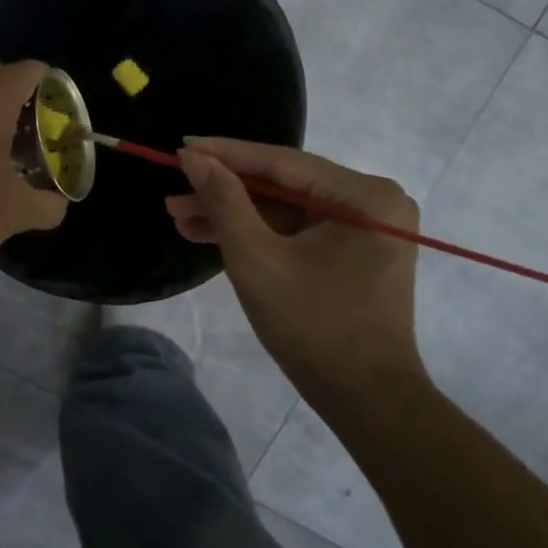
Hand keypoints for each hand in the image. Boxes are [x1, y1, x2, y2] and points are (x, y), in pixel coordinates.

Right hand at [167, 137, 431, 415]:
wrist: (366, 401)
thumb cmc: (314, 327)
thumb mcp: (257, 259)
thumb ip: (224, 201)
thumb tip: (194, 158)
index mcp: (365, 195)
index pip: (282, 162)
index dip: (225, 154)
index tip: (181, 146)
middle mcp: (373, 201)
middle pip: (283, 186)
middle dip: (224, 192)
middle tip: (174, 191)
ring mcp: (366, 228)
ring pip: (286, 210)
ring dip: (234, 215)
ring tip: (180, 216)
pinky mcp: (354, 252)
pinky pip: (297, 232)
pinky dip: (258, 234)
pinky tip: (211, 234)